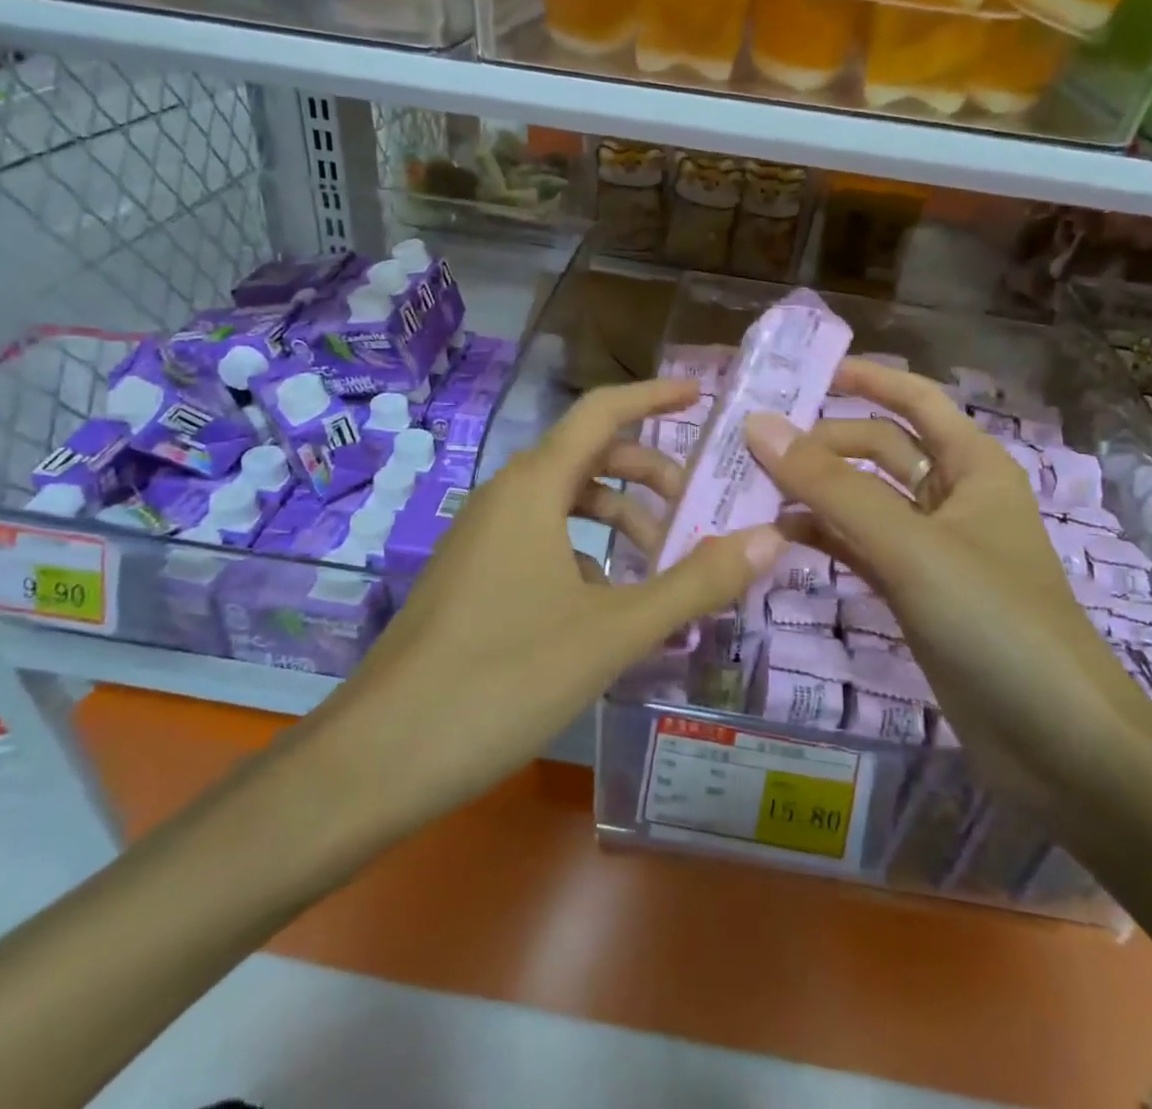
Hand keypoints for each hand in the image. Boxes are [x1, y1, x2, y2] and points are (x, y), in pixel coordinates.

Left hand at [311, 377, 785, 844]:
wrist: (379, 756)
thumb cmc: (503, 678)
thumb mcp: (614, 632)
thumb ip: (696, 583)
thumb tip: (772, 538)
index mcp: (533, 487)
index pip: (602, 412)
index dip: (654, 396)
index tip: (703, 396)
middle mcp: (504, 498)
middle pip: (589, 458)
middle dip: (649, 476)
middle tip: (698, 514)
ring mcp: (482, 538)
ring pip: (566, 505)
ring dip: (620, 522)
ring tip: (662, 572)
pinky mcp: (472, 577)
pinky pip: (542, 542)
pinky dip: (587, 556)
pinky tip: (608, 609)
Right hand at [745, 359, 1151, 784]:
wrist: (1061, 747)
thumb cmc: (996, 623)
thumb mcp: (910, 546)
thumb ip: (832, 487)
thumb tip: (759, 426)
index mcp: (973, 465)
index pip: (915, 399)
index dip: (865, 379)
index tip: (800, 375)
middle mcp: (953, 497)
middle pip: (880, 448)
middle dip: (823, 444)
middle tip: (752, 450)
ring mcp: (933, 549)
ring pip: (865, 501)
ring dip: (816, 492)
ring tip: (752, 490)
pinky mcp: (916, 595)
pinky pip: (862, 547)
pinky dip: (825, 537)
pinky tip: (780, 536)